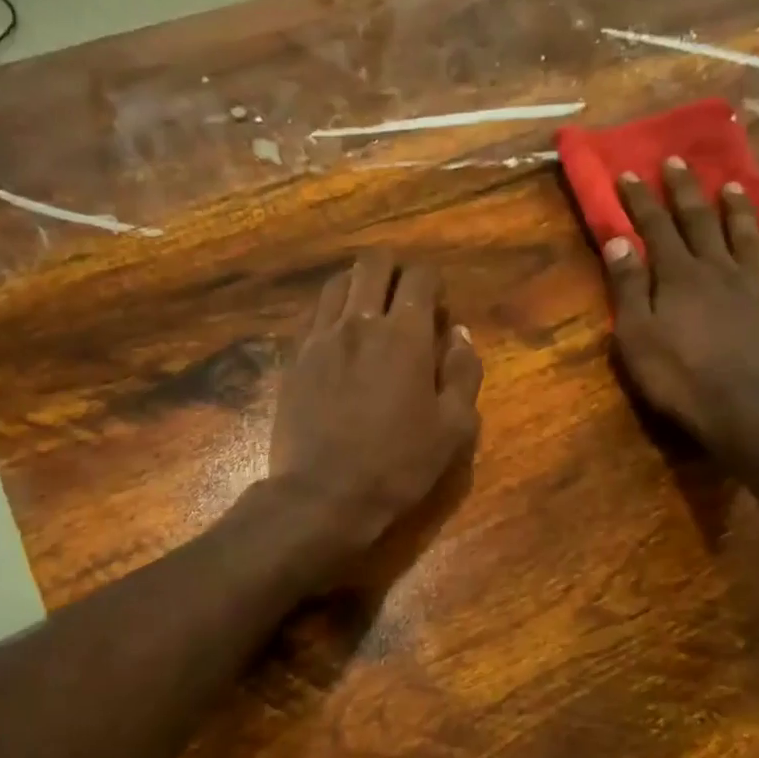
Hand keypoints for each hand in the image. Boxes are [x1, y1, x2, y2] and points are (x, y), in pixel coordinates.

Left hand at [268, 253, 482, 561]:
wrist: (323, 495)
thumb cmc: (397, 466)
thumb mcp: (453, 428)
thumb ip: (463, 373)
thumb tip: (460, 334)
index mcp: (404, 335)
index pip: (420, 276)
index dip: (435, 285)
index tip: (439, 312)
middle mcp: (359, 322)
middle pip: (373, 262)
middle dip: (395, 270)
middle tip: (405, 302)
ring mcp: (320, 338)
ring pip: (338, 282)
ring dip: (359, 285)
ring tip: (370, 314)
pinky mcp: (295, 358)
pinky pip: (313, 313)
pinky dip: (331, 311)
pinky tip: (340, 337)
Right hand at [600, 157, 758, 458]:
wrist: (743, 408)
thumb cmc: (678, 377)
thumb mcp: (636, 336)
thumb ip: (628, 287)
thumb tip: (618, 240)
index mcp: (679, 275)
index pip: (656, 227)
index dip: (641, 200)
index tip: (629, 172)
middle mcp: (719, 269)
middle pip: (700, 221)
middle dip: (686, 190)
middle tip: (678, 161)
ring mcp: (758, 287)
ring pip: (748, 237)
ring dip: (738, 209)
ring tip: (733, 186)